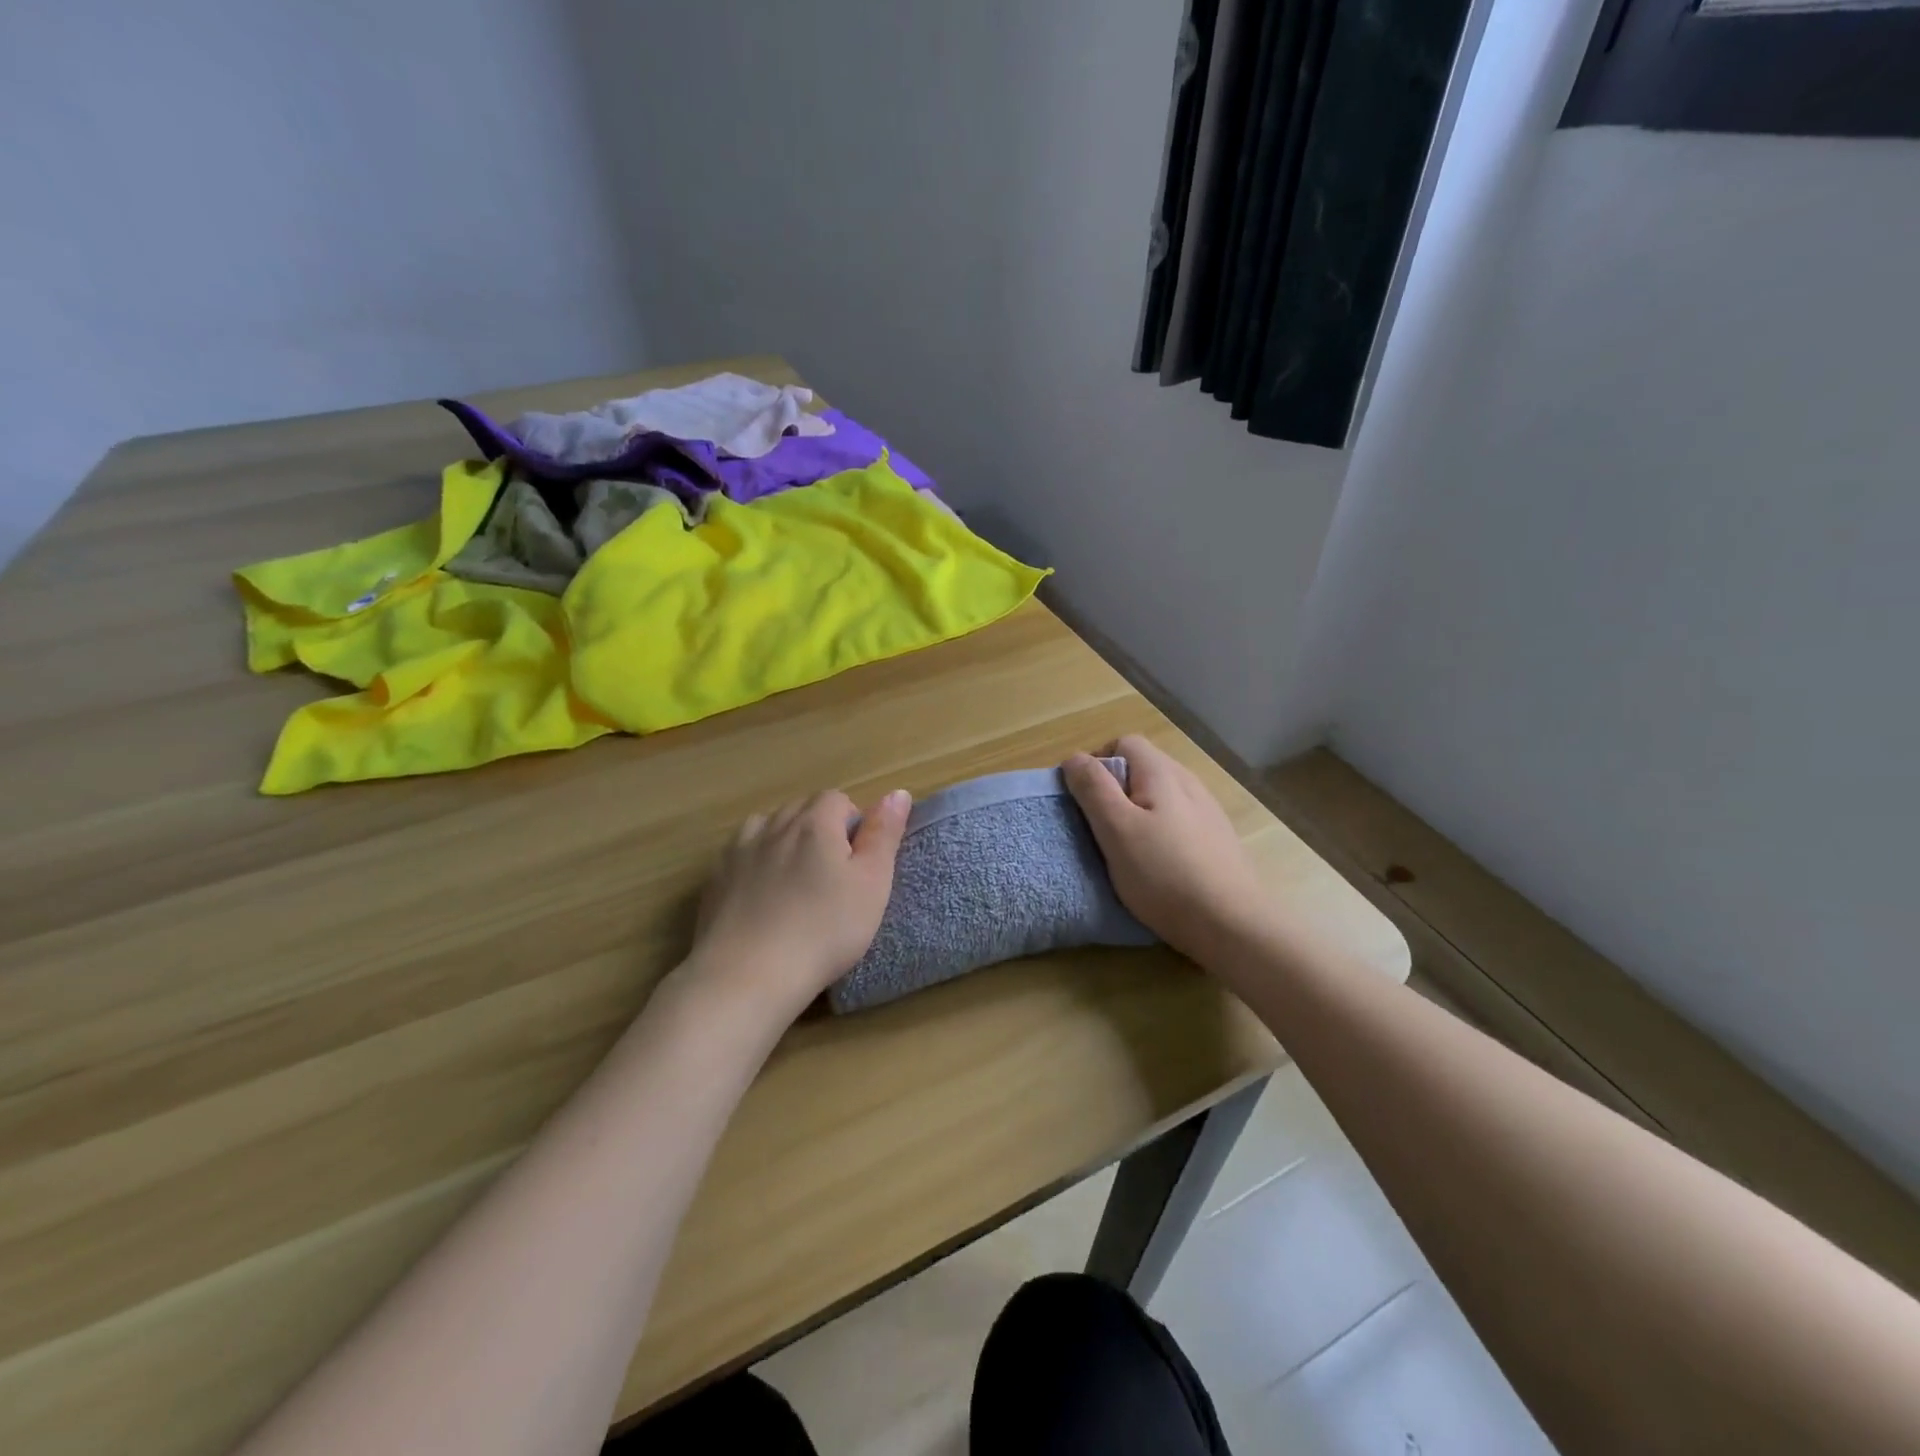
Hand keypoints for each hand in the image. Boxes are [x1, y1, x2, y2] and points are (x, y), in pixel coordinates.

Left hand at [688, 788, 911, 1019]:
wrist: (748, 975)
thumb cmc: (824, 930)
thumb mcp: (872, 884)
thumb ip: (884, 834)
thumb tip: (897, 793)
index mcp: (815, 823)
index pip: (837, 799)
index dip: (852, 823)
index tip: (857, 862)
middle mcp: (774, 825)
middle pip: (802, 809)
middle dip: (820, 829)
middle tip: (833, 876)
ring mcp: (739, 850)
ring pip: (768, 826)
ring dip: (784, 840)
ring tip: (795, 881)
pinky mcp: (715, 878)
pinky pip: (741, 853)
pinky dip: (755, 862)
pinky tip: (761, 896)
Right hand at [1063, 734, 1272, 962]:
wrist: (1232, 924)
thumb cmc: (1164, 875)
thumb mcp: (1116, 830)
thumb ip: (1093, 789)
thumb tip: (1075, 758)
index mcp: (1163, 773)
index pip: (1124, 743)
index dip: (1097, 763)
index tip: (1085, 801)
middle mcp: (1189, 782)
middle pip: (1143, 766)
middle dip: (1116, 789)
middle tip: (1102, 828)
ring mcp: (1207, 810)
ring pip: (1161, 794)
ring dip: (1138, 811)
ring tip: (1129, 848)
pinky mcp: (1217, 838)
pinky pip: (1179, 818)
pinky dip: (1160, 830)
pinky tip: (1159, 862)